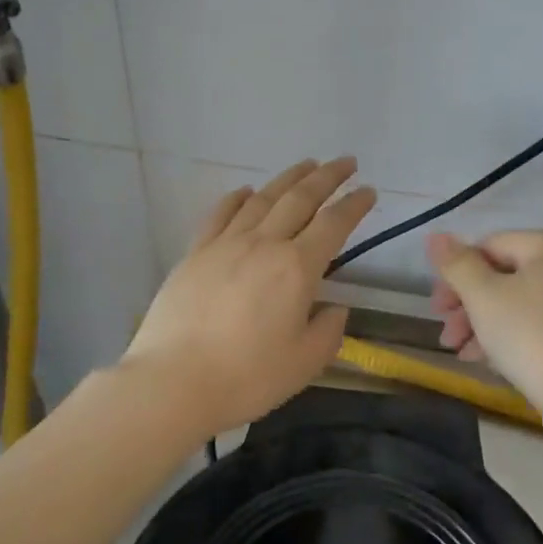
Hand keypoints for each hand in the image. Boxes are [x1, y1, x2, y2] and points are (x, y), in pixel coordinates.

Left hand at [123, 157, 376, 436]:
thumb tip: (334, 308)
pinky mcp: (195, 254)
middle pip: (300, 199)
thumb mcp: (304, 363)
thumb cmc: (247, 377)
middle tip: (346, 162)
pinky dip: (237, 197)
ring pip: (262, 199)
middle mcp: (263, 244)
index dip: (354, 205)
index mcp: (296, 268)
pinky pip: (220, 214)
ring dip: (288, 178)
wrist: (173, 381)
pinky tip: (245, 190)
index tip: (369, 191)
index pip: (333, 225)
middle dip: (327, 177)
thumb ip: (328, 331)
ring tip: (306, 165)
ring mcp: (225, 245)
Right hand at [426, 228, 542, 405]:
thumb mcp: (483, 296)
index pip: (490, 247)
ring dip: (485, 325)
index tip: (438, 309)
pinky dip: (514, 336)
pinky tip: (490, 362)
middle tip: (447, 335)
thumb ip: (456, 264)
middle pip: (506, 276)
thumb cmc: (531, 336)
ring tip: (462, 353)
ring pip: (522, 303)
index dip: (457, 276)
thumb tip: (435, 236)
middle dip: (469, 306)